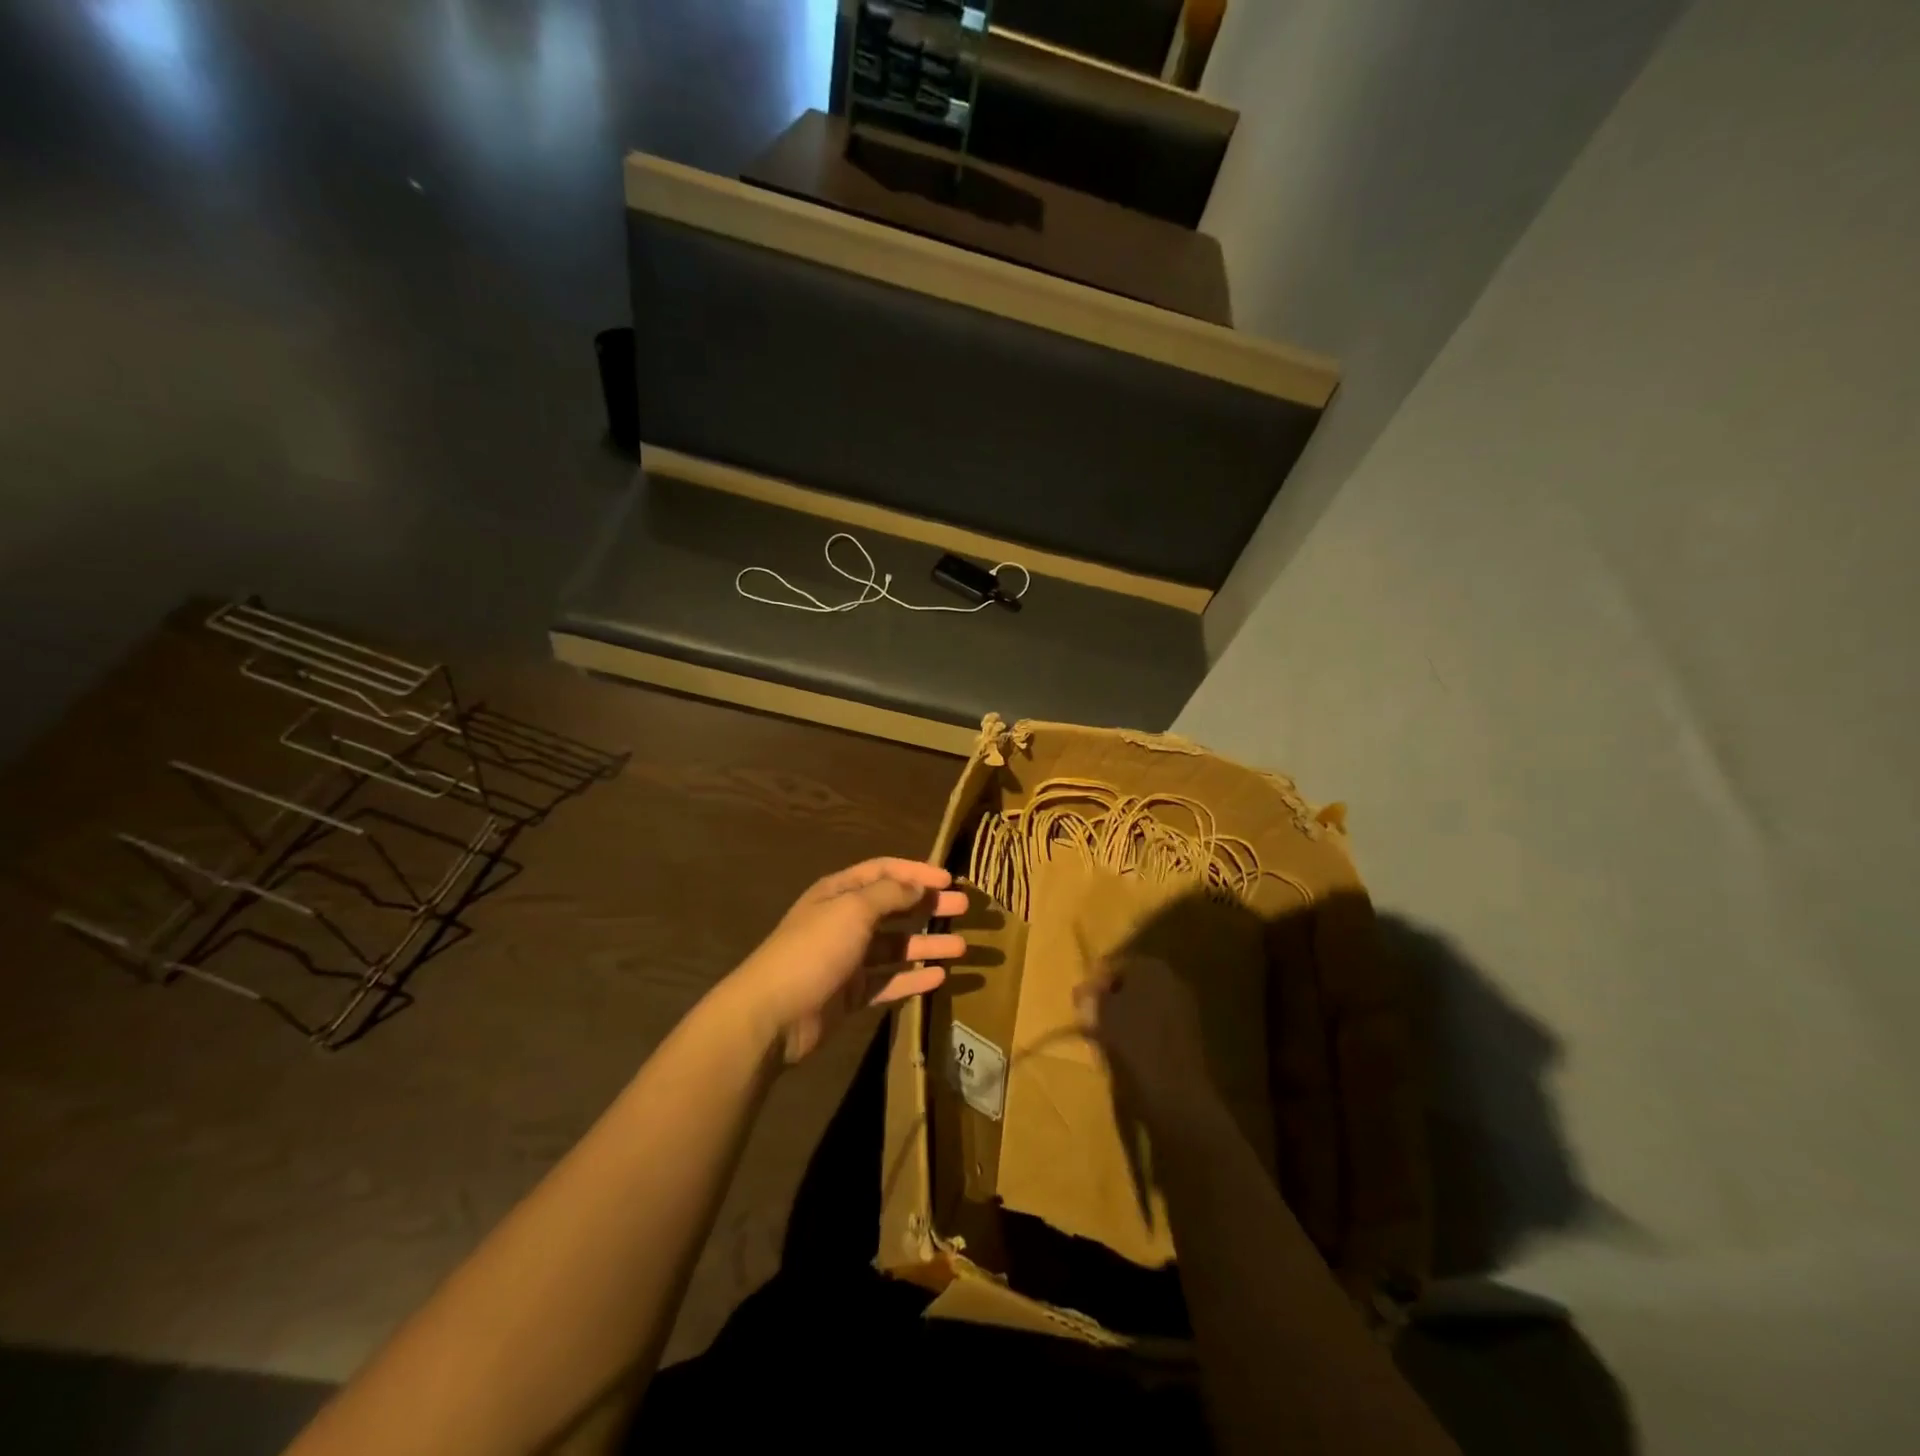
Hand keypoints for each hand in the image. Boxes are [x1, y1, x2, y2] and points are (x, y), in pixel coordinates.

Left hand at [729, 858, 967, 1062]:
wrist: (773, 1014)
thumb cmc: (814, 950)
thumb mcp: (853, 911)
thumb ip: (889, 895)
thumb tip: (919, 885)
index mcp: (839, 893)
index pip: (883, 872)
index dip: (916, 872)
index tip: (949, 879)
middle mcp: (844, 922)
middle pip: (893, 908)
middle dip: (928, 907)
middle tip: (964, 908)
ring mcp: (847, 960)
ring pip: (895, 948)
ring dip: (927, 946)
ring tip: (962, 948)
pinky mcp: (850, 994)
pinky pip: (888, 982)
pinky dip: (912, 979)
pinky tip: (940, 978)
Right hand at [1076, 955, 1213, 1116]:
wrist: (1174, 1093)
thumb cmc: (1131, 1043)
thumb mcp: (1100, 1014)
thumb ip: (1092, 996)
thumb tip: (1084, 989)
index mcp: (1151, 967)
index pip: (1116, 965)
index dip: (1096, 982)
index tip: (1081, 1002)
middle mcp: (1172, 980)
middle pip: (1133, 984)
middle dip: (1112, 998)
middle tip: (1091, 1017)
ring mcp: (1184, 1008)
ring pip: (1145, 1005)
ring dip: (1126, 1016)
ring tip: (1105, 1037)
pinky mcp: (1189, 1035)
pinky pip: (1157, 1025)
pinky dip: (1141, 1033)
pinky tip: (1126, 1051)